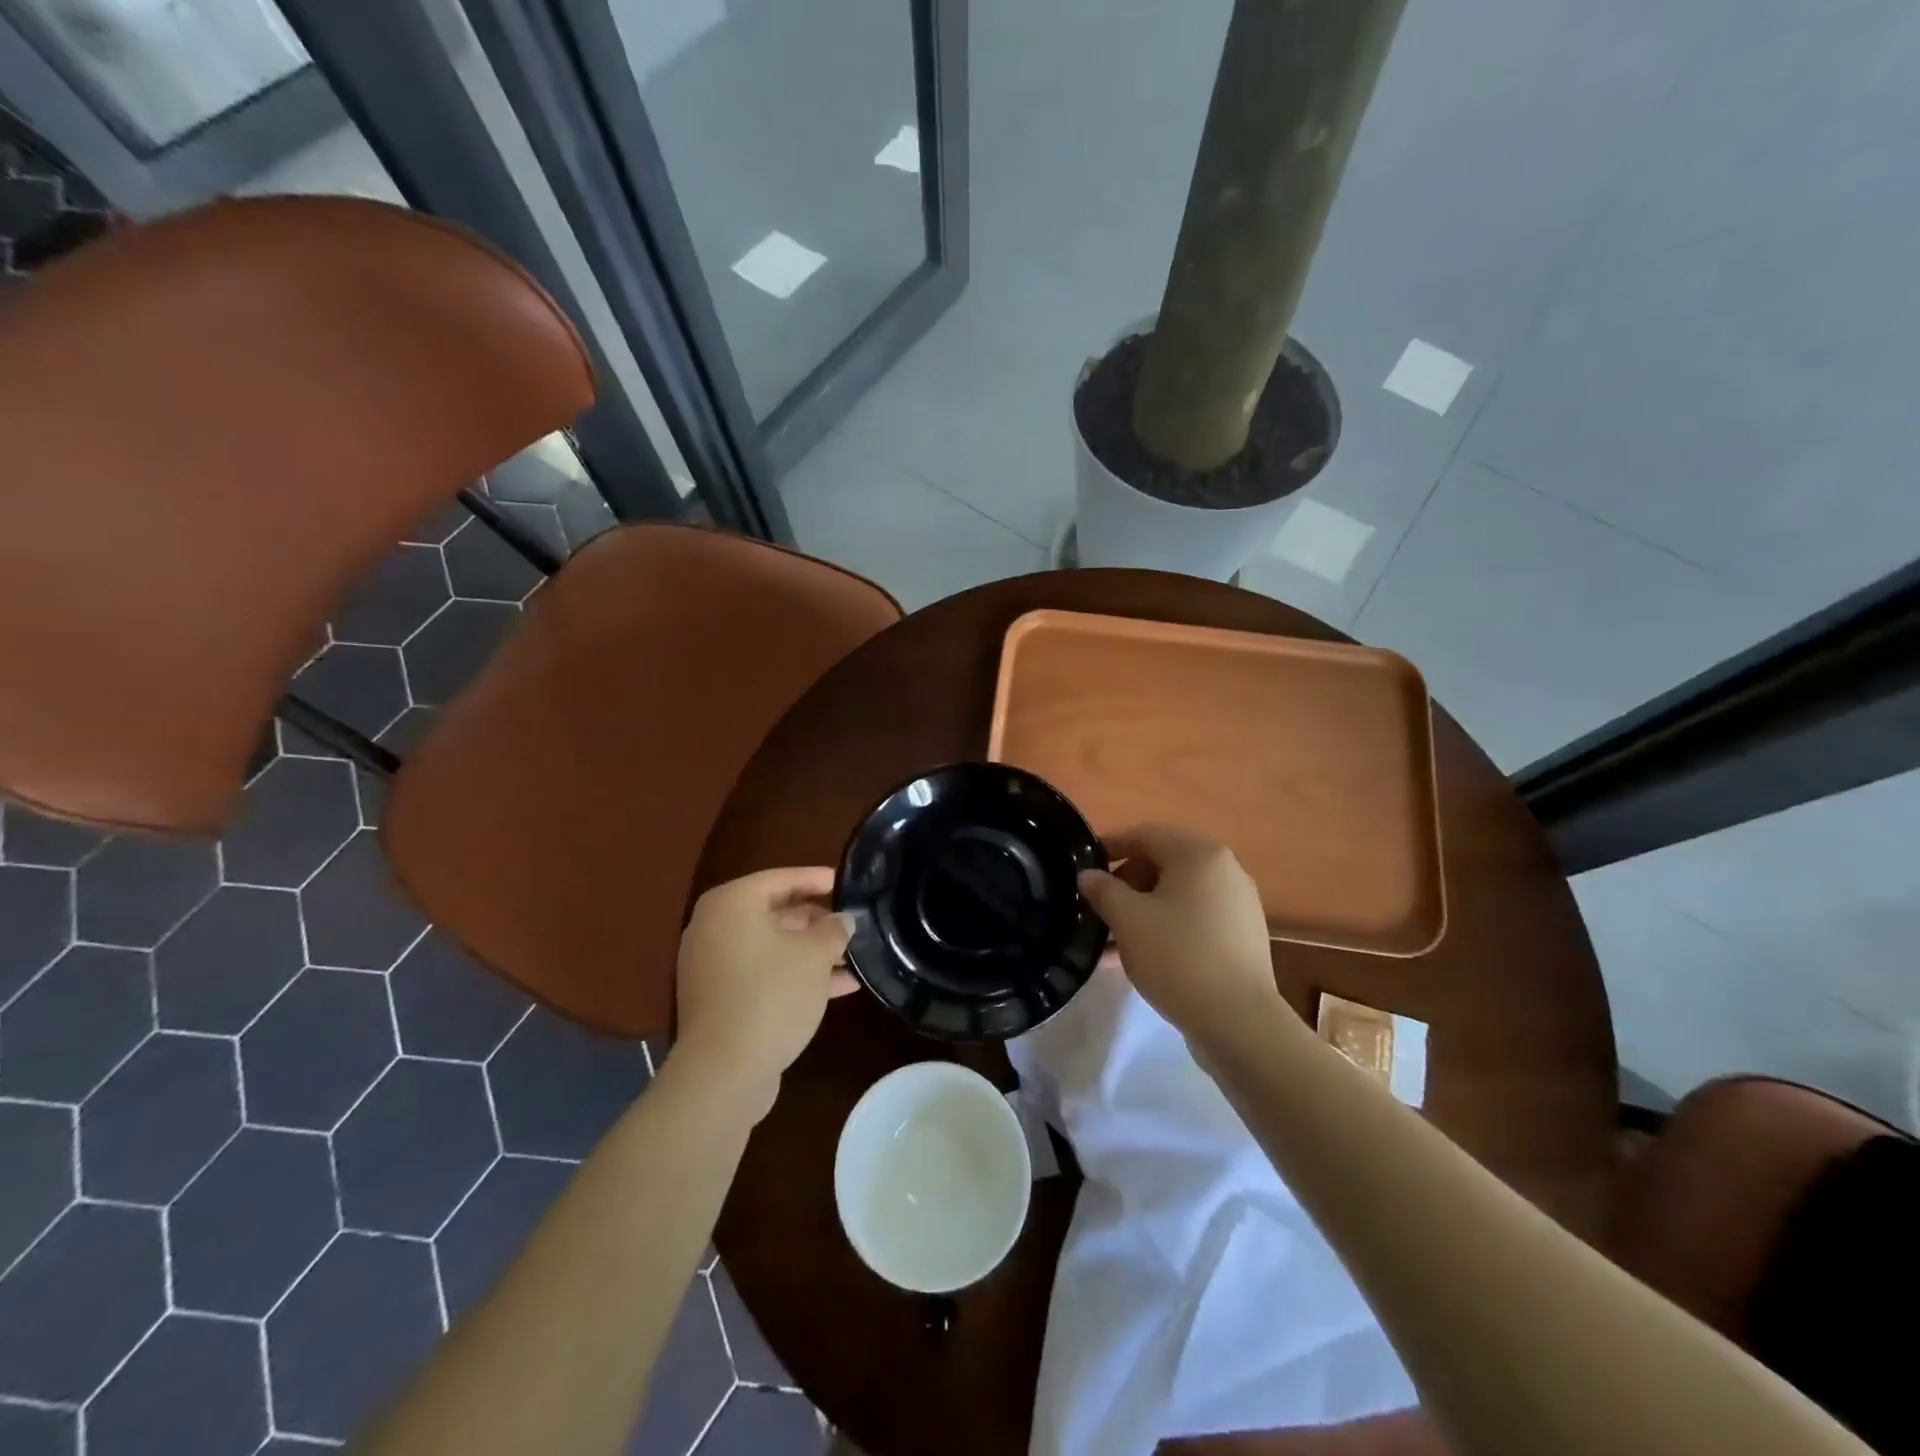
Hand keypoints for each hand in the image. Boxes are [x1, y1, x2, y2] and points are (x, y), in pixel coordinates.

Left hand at [674, 867, 855, 1107]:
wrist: (724, 1072)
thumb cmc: (771, 995)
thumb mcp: (814, 955)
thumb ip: (833, 929)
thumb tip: (843, 918)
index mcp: (731, 904)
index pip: (781, 878)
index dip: (817, 879)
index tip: (847, 882)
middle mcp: (715, 928)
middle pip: (775, 912)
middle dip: (817, 921)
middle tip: (852, 923)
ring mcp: (713, 966)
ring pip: (773, 948)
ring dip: (812, 952)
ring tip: (854, 957)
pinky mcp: (720, 1000)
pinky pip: (764, 974)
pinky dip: (795, 975)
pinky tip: (839, 987)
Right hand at [1077, 825, 1293, 1047]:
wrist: (1238, 1021)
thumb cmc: (1177, 956)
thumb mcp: (1127, 919)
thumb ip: (1103, 890)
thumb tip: (1088, 875)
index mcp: (1199, 854)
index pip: (1145, 835)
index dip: (1111, 847)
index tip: (1084, 870)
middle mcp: (1226, 869)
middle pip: (1164, 863)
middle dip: (1127, 883)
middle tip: (1099, 909)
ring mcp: (1239, 904)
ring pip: (1178, 895)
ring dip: (1144, 909)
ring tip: (1114, 940)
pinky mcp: (1243, 936)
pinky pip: (1196, 918)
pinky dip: (1167, 927)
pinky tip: (1144, 956)